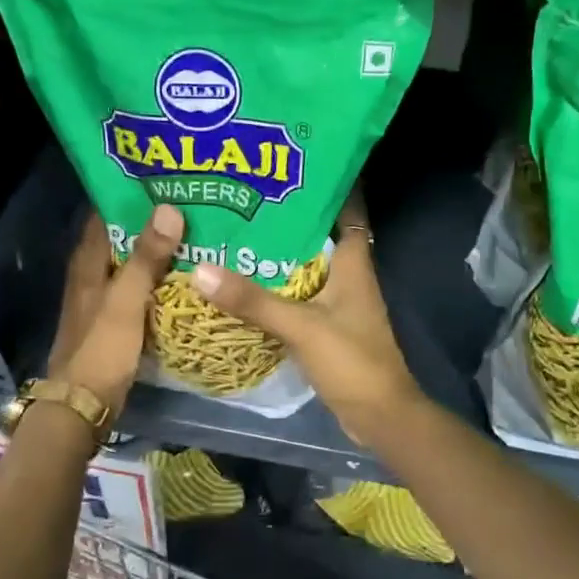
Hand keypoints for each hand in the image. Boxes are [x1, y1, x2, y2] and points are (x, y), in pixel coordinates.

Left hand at [47, 204, 183, 416]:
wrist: (82, 405)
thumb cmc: (101, 349)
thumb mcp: (126, 301)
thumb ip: (146, 258)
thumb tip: (169, 207)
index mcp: (88, 262)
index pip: (106, 213)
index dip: (131, 195)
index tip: (168, 179)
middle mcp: (92, 274)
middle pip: (122, 236)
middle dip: (152, 221)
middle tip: (194, 204)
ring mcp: (103, 298)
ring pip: (133, 262)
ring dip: (158, 249)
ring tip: (197, 233)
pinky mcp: (115, 320)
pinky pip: (140, 288)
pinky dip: (159, 278)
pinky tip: (186, 276)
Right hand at [189, 196, 423, 444]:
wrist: (378, 415)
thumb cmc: (351, 361)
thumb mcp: (300, 326)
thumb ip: (253, 300)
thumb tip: (200, 270)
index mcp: (355, 263)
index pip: (347, 208)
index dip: (326, 184)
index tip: (291, 163)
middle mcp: (349, 275)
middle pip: (319, 234)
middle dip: (288, 216)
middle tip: (245, 196)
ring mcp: (339, 301)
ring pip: (307, 265)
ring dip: (279, 252)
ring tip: (236, 230)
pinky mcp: (327, 325)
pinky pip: (299, 294)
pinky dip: (276, 285)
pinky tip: (245, 281)